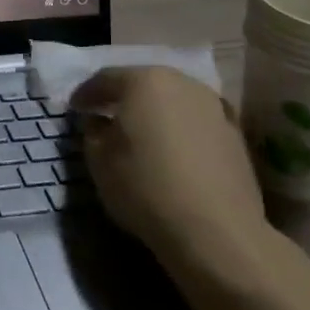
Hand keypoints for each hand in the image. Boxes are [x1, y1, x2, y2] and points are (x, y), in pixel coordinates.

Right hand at [70, 67, 269, 271]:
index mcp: (144, 82)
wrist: (216, 230)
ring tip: (140, 134)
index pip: (105, 79)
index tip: (74, 109)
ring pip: (173, 101)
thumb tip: (100, 122)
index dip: (85, 94)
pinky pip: (195, 122)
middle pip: (144, 84)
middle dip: (122, 98)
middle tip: (104, 114)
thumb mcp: (98, 160)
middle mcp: (182, 84)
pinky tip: (171, 151)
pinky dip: (178, 130)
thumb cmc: (145, 187)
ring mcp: (214, 107)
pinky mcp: (235, 134)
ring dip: (154, 112)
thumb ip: (93, 132)